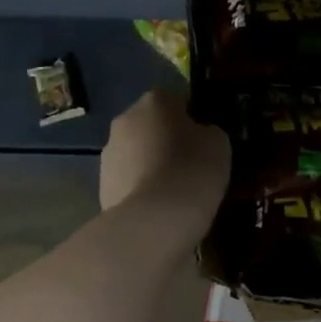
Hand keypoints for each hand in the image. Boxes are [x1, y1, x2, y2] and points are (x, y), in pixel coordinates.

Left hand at [99, 88, 230, 228]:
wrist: (154, 222)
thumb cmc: (192, 170)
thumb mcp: (218, 142)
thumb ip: (207, 130)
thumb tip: (199, 134)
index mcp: (155, 100)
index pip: (176, 99)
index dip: (192, 117)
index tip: (205, 137)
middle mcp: (125, 119)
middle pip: (151, 124)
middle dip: (167, 138)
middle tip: (191, 161)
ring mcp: (108, 154)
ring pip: (136, 152)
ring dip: (151, 163)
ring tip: (175, 189)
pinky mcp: (102, 186)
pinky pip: (129, 180)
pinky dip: (141, 188)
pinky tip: (160, 206)